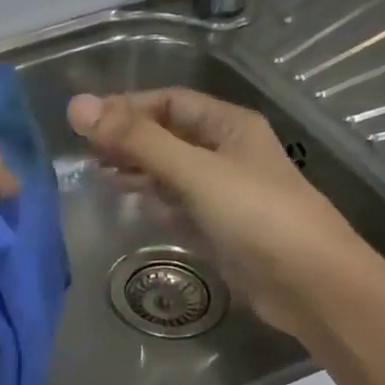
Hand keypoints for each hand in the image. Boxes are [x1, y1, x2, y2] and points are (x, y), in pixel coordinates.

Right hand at [66, 89, 381, 338]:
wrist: (309, 283)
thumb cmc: (256, 216)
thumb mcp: (195, 171)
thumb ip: (137, 141)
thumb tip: (76, 106)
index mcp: (229, 125)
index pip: (169, 102)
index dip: (127, 107)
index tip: (84, 123)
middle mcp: (226, 153)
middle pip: (168, 136)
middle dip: (128, 140)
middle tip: (84, 154)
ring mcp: (223, 193)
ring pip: (171, 172)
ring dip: (138, 171)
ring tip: (98, 177)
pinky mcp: (218, 228)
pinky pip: (178, 206)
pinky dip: (154, 203)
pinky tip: (132, 207)